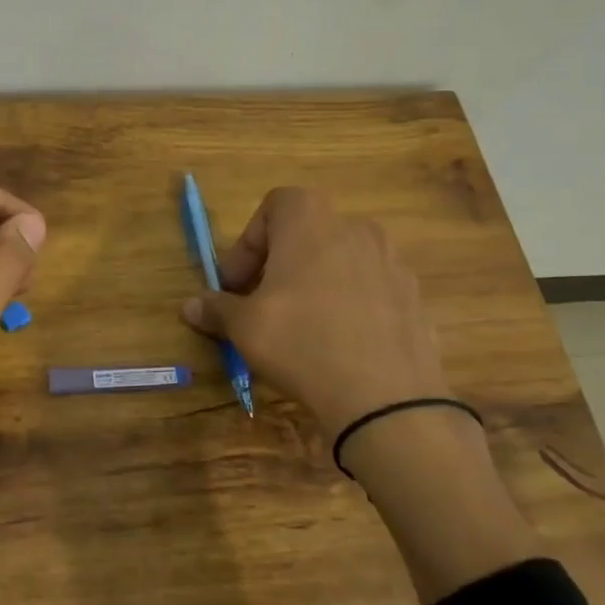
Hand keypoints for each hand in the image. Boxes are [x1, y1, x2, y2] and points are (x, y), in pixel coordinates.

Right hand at [180, 188, 446, 450]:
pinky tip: (338, 342)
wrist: (386, 397)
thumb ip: (217, 308)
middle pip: (307, 232)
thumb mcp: (245, 327)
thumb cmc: (301, 342)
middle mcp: (355, 227)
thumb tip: (190, 306)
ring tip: (300, 324)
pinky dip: (349, 303)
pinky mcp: (413, 296)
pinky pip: (369, 288)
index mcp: (311, 221)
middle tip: (261, 303)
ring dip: (314, 281)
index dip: (248, 243)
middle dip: (278, 263)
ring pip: (340, 259)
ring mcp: (391, 261)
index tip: (236, 284)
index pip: (273, 206)